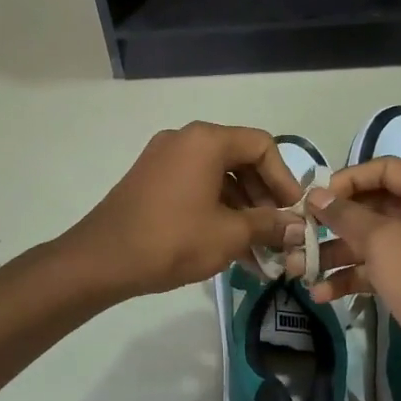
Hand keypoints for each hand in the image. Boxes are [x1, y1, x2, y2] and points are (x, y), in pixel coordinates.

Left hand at [65, 123, 304, 299]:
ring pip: (217, 178)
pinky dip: (216, 211)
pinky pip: (195, 188)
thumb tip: (299, 227)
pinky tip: (230, 247)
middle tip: (278, 232)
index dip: (284, 178)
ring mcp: (163, 159)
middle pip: (239, 159)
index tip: (294, 211)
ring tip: (258, 250)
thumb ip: (269, 225)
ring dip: (242, 210)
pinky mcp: (151, 181)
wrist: (101, 260)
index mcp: (206, 141)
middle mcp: (185, 140)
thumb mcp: (229, 234)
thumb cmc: (172, 240)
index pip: (261, 145)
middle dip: (264, 198)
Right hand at [290, 157, 400, 386]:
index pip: (387, 169)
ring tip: (298, 269)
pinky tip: (321, 294)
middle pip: (375, 207)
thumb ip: (347, 215)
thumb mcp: (384, 242)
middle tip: (299, 233)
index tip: (318, 198)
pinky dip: (351, 279)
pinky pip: (377, 272)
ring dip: (334, 254)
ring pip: (371, 243)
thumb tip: (317, 194)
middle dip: (334, 222)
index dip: (350, 178)